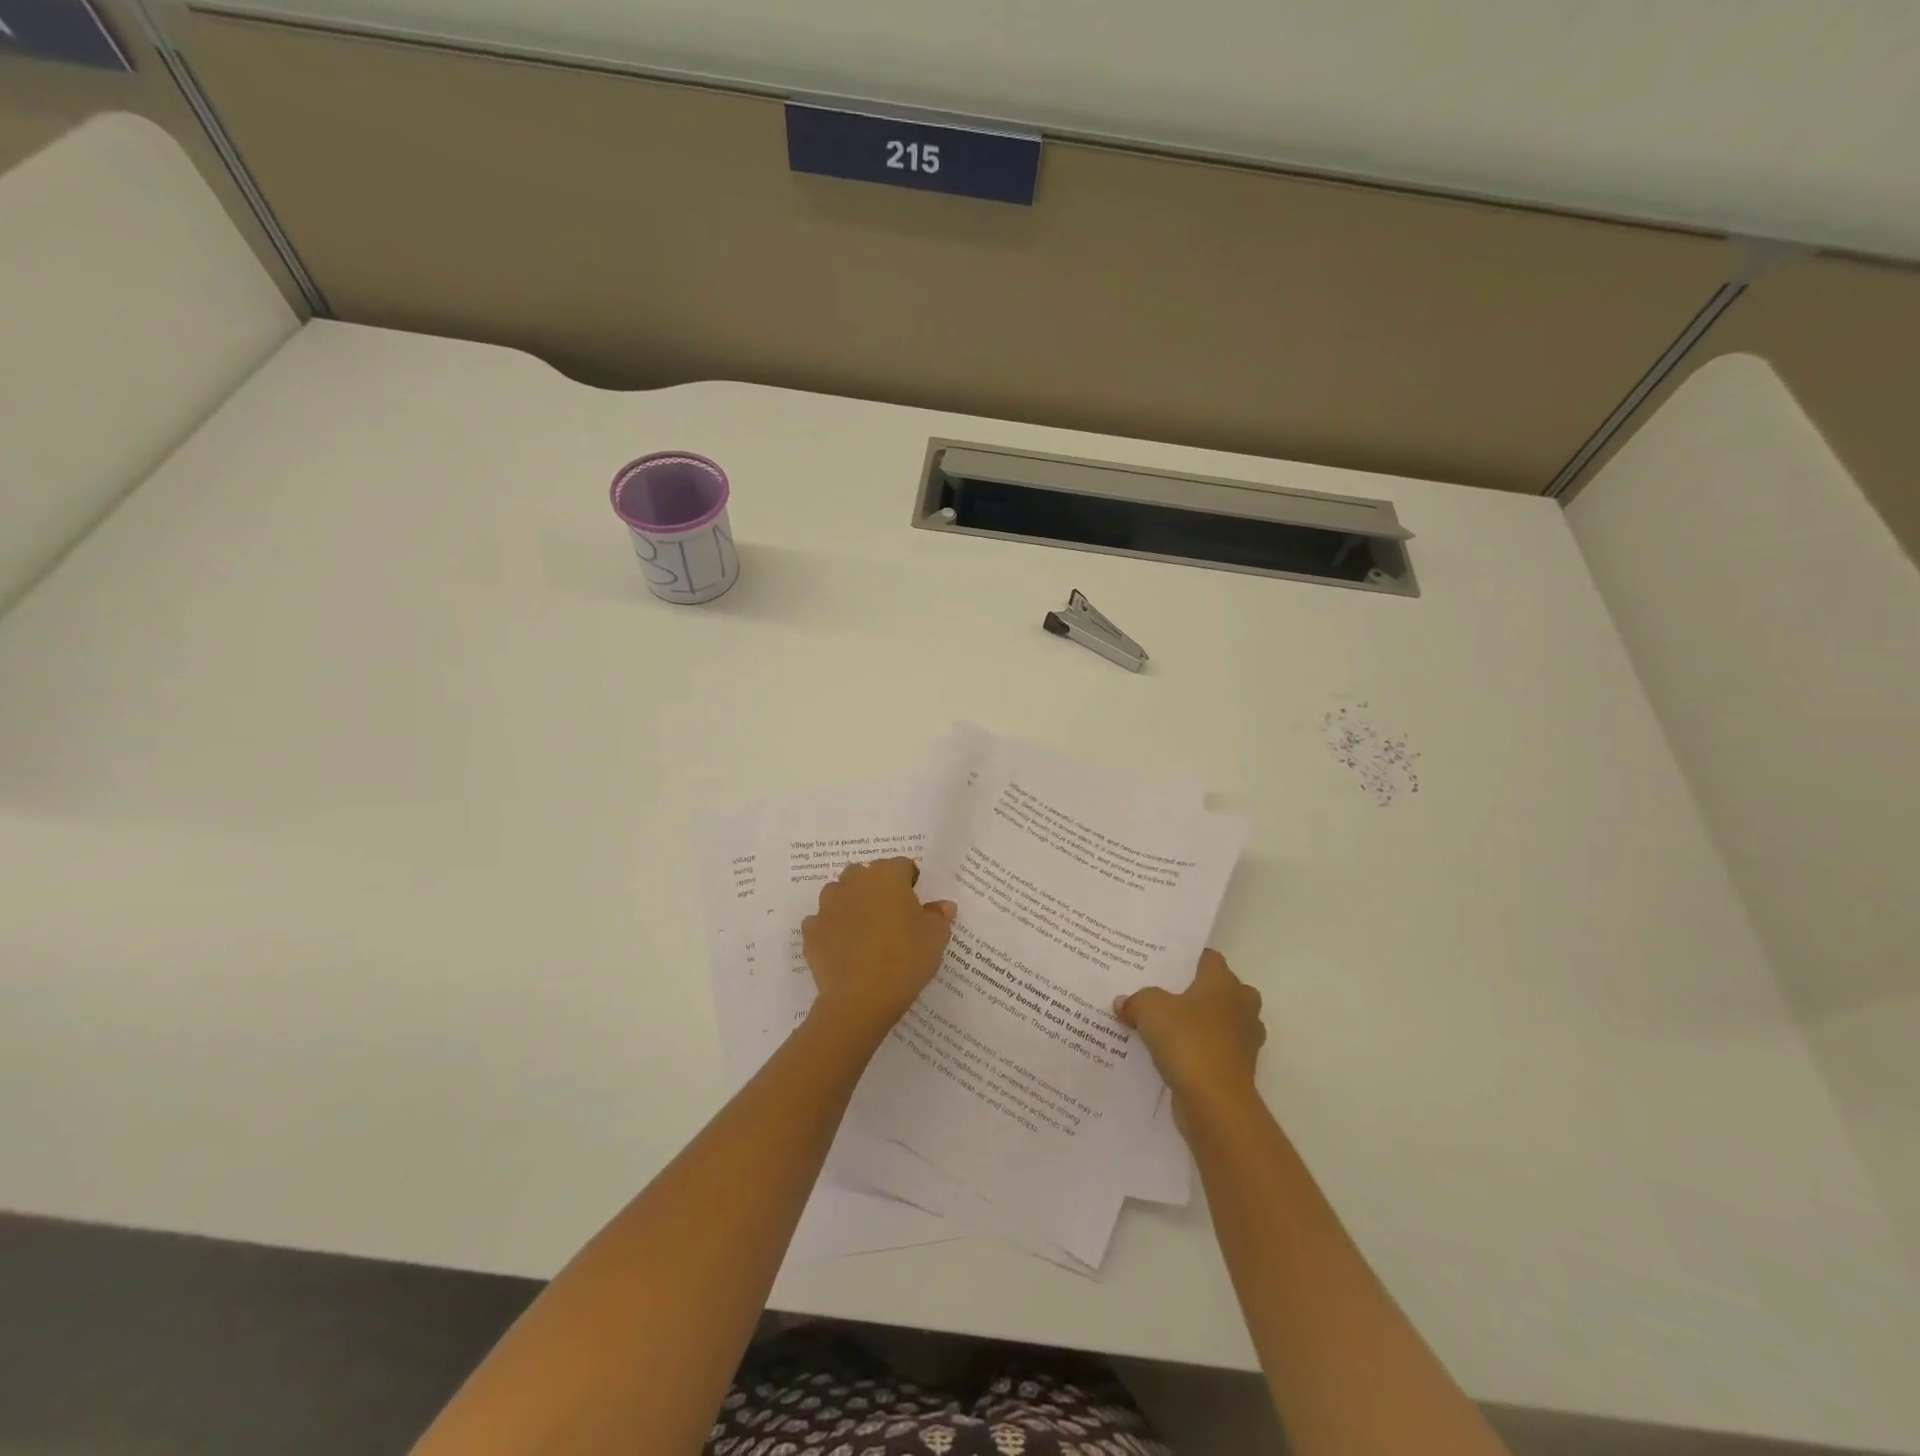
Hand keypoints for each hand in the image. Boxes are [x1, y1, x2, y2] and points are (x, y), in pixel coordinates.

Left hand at [802, 858, 956, 1035]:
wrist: (860, 998)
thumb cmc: (905, 959)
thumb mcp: (935, 938)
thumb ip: (938, 916)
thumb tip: (943, 906)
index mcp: (887, 876)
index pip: (901, 865)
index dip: (909, 882)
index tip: (915, 903)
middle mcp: (854, 882)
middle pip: (865, 874)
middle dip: (875, 888)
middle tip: (889, 916)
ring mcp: (828, 905)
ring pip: (839, 893)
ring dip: (849, 904)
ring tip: (863, 931)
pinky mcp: (811, 930)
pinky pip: (822, 922)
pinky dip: (830, 929)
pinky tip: (843, 948)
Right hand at [1115, 949, 1265, 1110]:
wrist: (1215, 1102)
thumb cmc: (1187, 1040)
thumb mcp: (1149, 1009)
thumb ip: (1136, 1000)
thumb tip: (1123, 1002)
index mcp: (1223, 982)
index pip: (1209, 958)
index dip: (1188, 958)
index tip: (1165, 963)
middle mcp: (1241, 1006)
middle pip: (1222, 990)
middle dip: (1199, 992)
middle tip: (1167, 994)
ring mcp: (1245, 1040)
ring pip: (1223, 1022)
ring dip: (1202, 1024)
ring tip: (1168, 1026)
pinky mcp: (1240, 1070)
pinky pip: (1218, 1051)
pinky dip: (1202, 1052)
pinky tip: (1174, 1056)